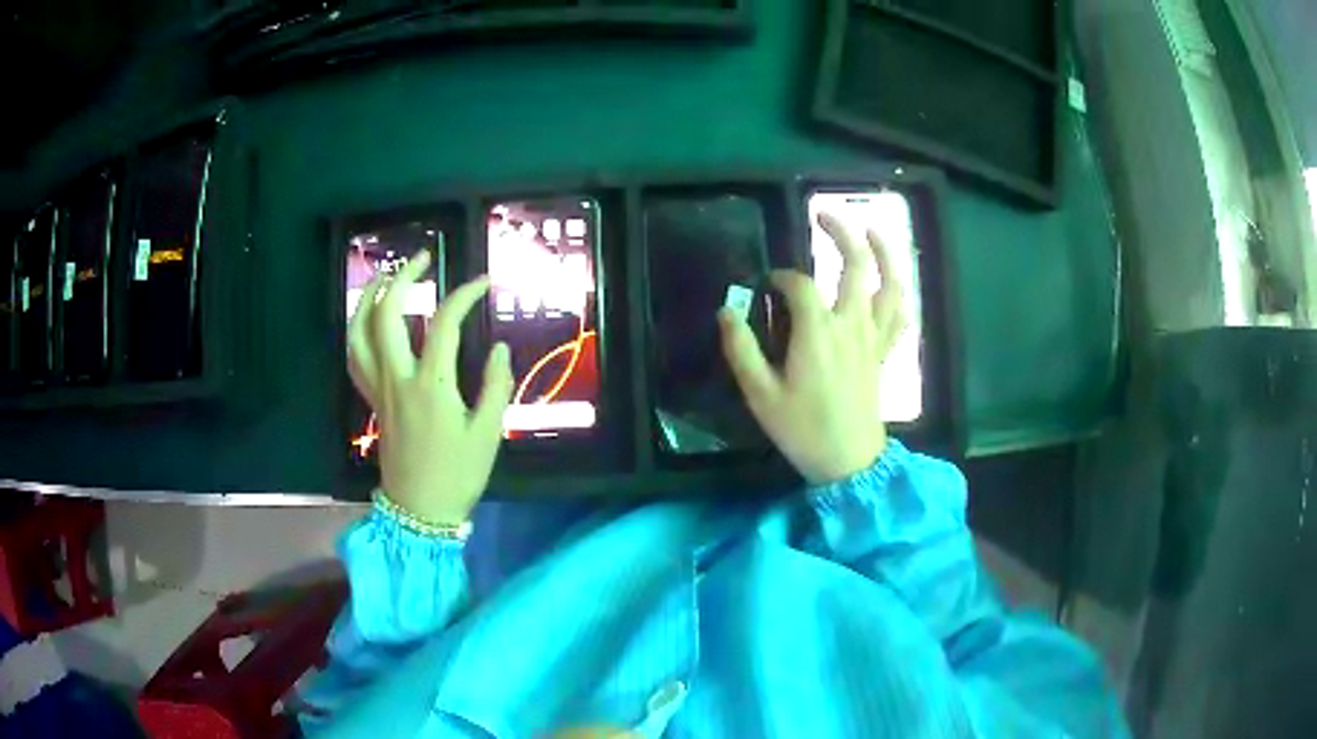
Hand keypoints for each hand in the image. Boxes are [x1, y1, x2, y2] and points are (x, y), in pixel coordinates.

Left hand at [348, 250, 512, 522]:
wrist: (420, 511)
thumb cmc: (458, 475)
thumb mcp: (488, 433)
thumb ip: (495, 385)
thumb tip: (498, 346)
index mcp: (431, 386)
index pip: (443, 324)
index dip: (464, 295)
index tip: (483, 281)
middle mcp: (398, 379)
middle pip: (387, 315)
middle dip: (403, 278)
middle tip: (422, 258)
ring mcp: (379, 389)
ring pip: (360, 332)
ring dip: (370, 298)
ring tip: (386, 277)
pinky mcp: (372, 400)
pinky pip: (355, 357)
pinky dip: (358, 330)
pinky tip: (369, 319)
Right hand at [719, 213, 906, 484]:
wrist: (848, 462)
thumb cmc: (802, 429)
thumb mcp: (760, 395)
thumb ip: (741, 349)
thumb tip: (726, 312)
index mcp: (817, 331)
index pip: (799, 284)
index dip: (781, 277)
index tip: (768, 285)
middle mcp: (850, 324)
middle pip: (855, 265)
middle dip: (842, 233)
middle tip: (824, 215)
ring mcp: (873, 336)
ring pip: (889, 284)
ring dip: (884, 252)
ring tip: (873, 229)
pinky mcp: (884, 352)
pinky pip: (899, 316)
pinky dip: (898, 293)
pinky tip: (890, 282)